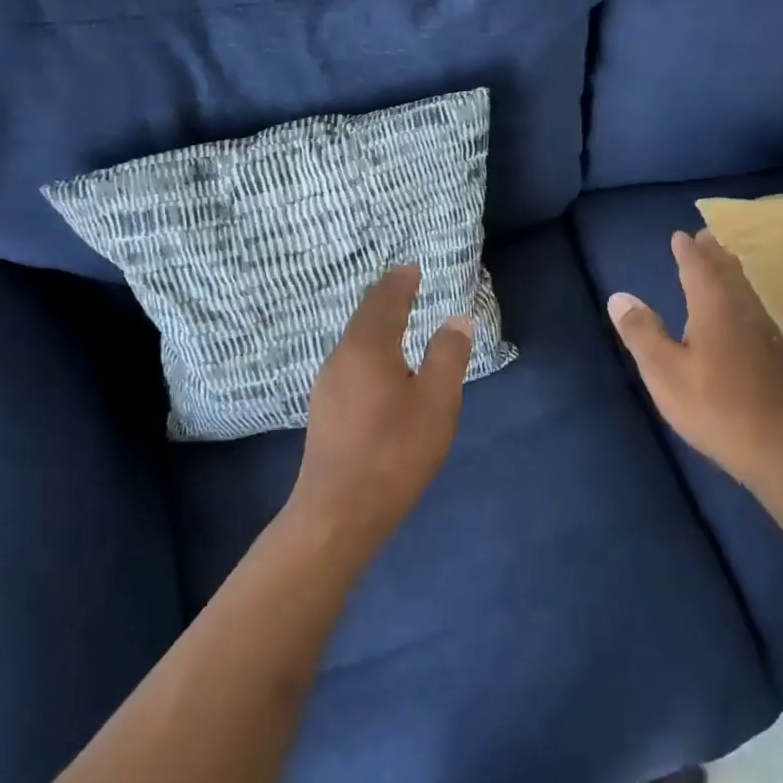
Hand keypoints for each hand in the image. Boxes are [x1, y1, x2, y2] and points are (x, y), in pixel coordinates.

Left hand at [289, 265, 472, 554]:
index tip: (413, 269)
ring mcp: (328, 385)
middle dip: (388, 299)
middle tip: (409, 288)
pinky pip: (351, 365)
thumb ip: (447, 355)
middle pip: (365, 316)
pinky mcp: (325, 411)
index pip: (385, 298)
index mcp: (368, 345)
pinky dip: (371, 352)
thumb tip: (456, 320)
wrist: (339, 512)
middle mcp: (341, 357)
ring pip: (356, 342)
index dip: (401, 280)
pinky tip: (383, 371)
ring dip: (378, 327)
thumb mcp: (437, 401)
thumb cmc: (394, 451)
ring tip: (401, 325)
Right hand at [609, 229, 782, 485]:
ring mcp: (765, 331)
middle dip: (714, 253)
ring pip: (745, 289)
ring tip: (722, 263)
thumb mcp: (664, 371)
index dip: (688, 251)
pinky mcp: (776, 354)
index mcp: (713, 307)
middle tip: (705, 237)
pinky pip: (754, 307)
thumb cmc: (714, 405)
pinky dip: (741, 295)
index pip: (698, 267)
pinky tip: (741, 312)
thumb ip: (641, 332)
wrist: (781, 446)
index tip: (680, 236)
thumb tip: (619, 296)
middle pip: (728, 272)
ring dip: (730, 271)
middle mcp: (742, 309)